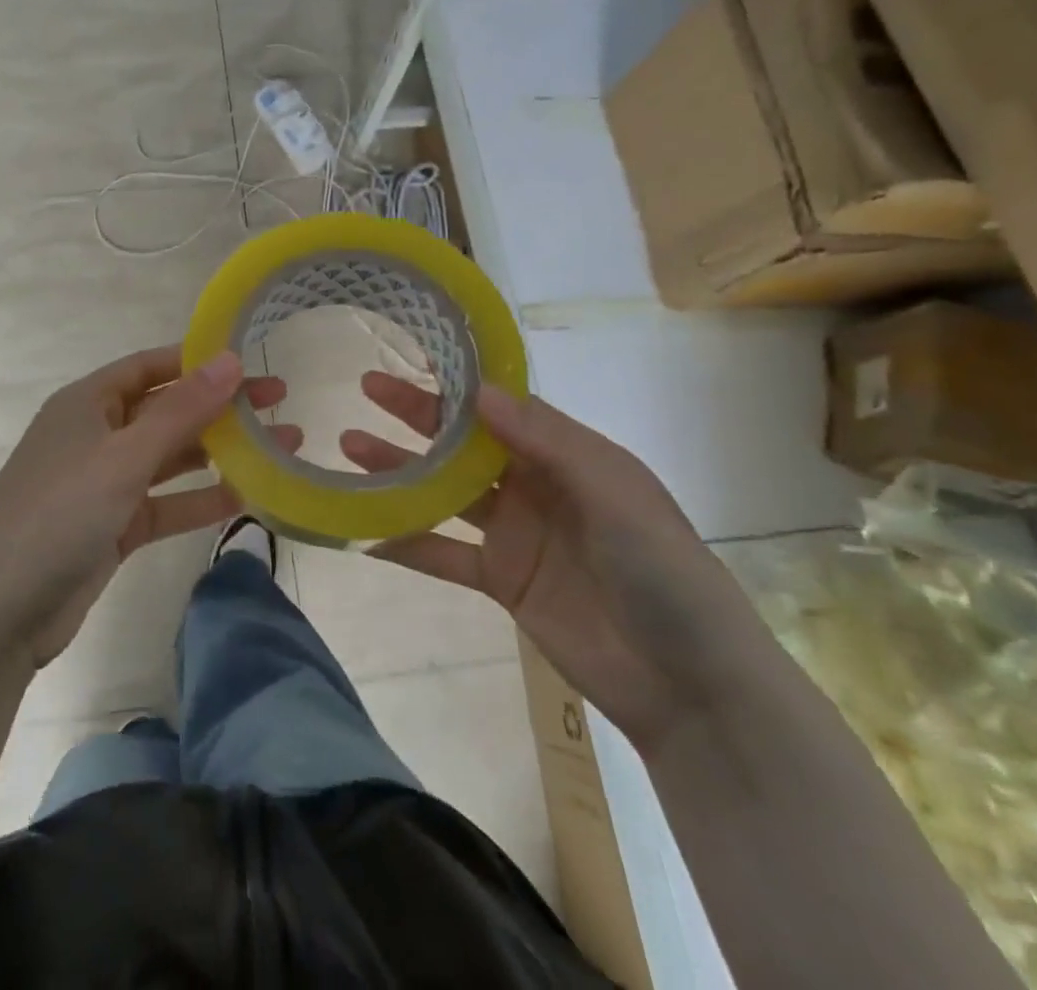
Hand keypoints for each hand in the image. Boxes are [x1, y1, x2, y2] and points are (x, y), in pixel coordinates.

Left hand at [0, 347, 294, 666]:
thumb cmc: (58, 511)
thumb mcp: (124, 455)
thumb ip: (181, 410)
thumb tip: (230, 359)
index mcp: (88, 402)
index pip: (151, 366)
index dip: (199, 360)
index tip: (251, 359)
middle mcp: (97, 434)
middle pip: (168, 410)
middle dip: (221, 406)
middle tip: (281, 400)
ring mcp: (105, 483)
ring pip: (171, 458)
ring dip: (221, 452)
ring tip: (281, 445)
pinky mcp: (114, 527)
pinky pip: (166, 503)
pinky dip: (201, 500)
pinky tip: (248, 495)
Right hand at [345, 374, 777, 752]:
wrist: (688, 684)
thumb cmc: (661, 570)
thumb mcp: (612, 491)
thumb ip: (544, 440)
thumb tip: (478, 390)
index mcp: (566, 455)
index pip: (501, 407)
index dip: (459, 382)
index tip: (413, 353)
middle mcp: (534, 485)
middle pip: (463, 443)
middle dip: (415, 416)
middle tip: (365, 390)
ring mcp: (514, 534)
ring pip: (444, 493)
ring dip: (398, 473)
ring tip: (348, 448)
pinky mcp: (501, 581)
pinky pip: (444, 555)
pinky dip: (407, 545)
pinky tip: (365, 534)